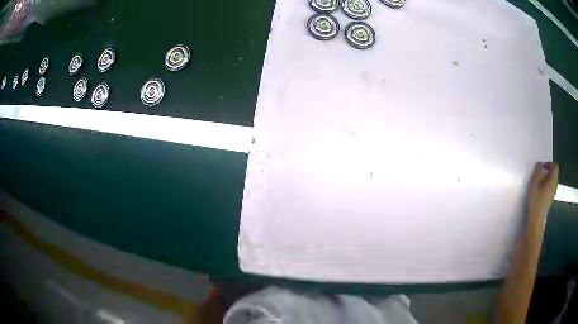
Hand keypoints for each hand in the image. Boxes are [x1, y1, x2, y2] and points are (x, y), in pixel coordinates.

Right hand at [527, 162, 558, 224]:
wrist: (536, 222)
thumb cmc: (535, 202)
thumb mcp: (534, 184)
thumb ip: (537, 172)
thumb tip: (540, 164)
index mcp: (552, 181)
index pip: (555, 166)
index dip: (549, 163)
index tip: (542, 167)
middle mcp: (555, 186)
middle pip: (554, 174)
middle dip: (548, 171)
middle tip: (539, 174)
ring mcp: (552, 194)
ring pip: (552, 181)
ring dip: (546, 179)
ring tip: (538, 182)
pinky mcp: (549, 200)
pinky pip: (550, 188)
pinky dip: (546, 186)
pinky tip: (539, 191)